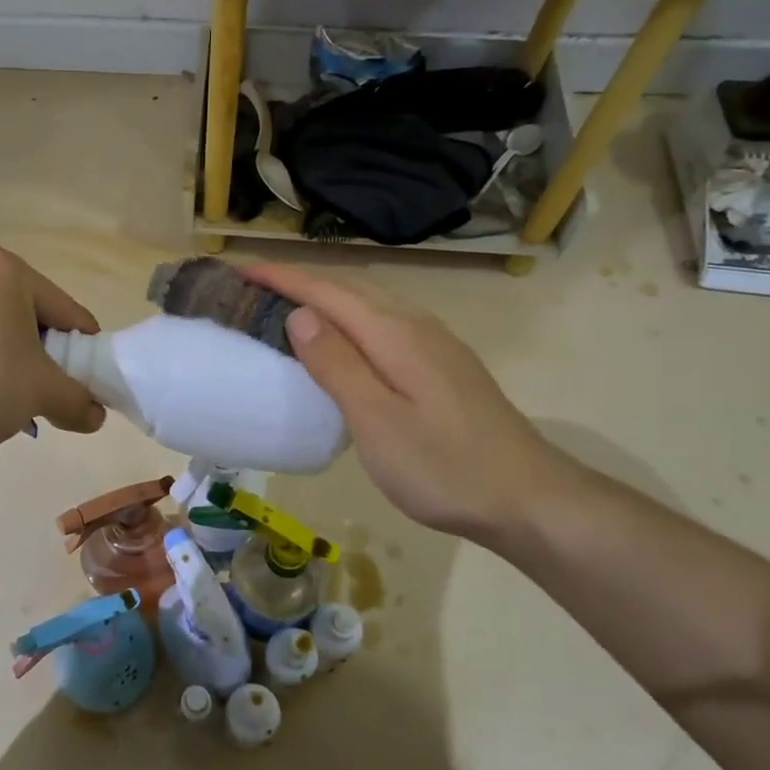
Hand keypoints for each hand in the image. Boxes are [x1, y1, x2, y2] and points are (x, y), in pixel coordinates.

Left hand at [0, 241, 106, 459]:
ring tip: (7, 396)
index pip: (63, 309)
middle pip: (24, 311)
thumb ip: (79, 400)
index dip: (82, 349)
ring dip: (6, 355)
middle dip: (39, 352)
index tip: (87, 381)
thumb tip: (96, 416)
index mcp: (0, 265)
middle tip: (45, 390)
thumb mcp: (41, 394)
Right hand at [244, 263, 576, 542]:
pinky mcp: (443, 365)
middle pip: (349, 288)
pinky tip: (342, 344)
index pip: (327, 291)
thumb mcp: (377, 421)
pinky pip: (384, 325)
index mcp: (395, 333)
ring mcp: (435, 344)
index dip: (282, 277)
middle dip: (300, 280)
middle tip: (255, 288)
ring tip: (288, 308)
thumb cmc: (444, 467)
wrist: (529, 499)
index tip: (241, 271)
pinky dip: (349, 320)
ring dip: (326, 298)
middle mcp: (416, 325)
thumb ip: (337, 364)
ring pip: (370, 304)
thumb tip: (299, 315)